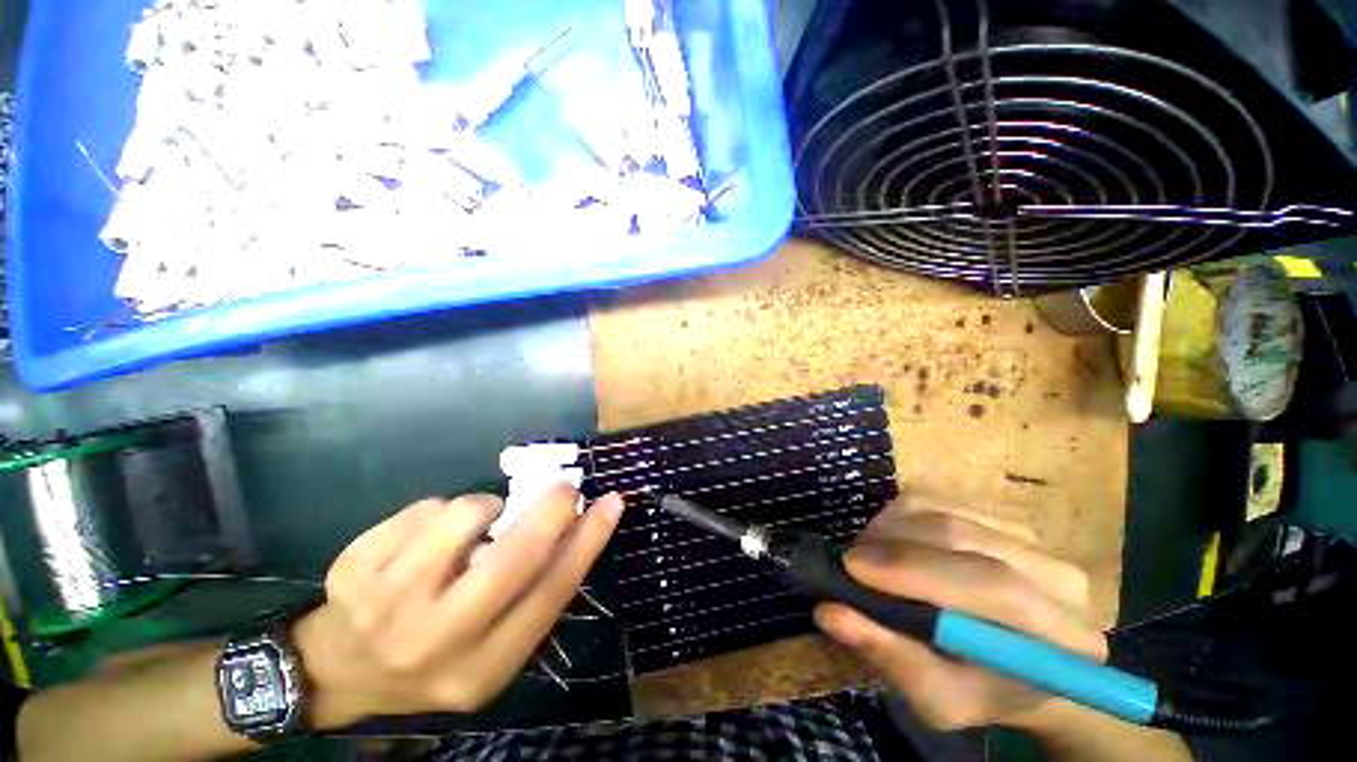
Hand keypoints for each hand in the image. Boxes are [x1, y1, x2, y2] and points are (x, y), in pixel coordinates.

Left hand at [292, 484, 624, 727]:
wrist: (339, 670)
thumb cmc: (436, 656)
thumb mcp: (494, 647)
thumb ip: (535, 593)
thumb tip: (578, 525)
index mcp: (481, 669)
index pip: (550, 594)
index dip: (588, 540)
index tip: (611, 502)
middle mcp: (434, 642)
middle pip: (513, 557)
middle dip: (551, 509)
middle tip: (564, 489)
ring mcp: (384, 604)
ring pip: (464, 515)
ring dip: (486, 507)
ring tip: (474, 526)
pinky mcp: (352, 568)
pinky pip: (425, 507)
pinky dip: (441, 511)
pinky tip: (427, 539)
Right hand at [813, 497, 1106, 730]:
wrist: (1025, 665)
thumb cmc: (983, 692)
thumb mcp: (939, 700)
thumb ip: (892, 657)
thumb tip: (830, 612)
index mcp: (1062, 638)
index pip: (993, 586)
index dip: (915, 569)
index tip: (851, 566)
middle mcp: (1058, 577)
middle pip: (962, 537)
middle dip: (892, 545)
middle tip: (850, 562)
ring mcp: (1032, 539)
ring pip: (943, 512)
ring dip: (891, 529)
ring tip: (869, 556)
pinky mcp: (1000, 517)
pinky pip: (939, 500)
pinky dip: (900, 517)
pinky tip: (891, 541)